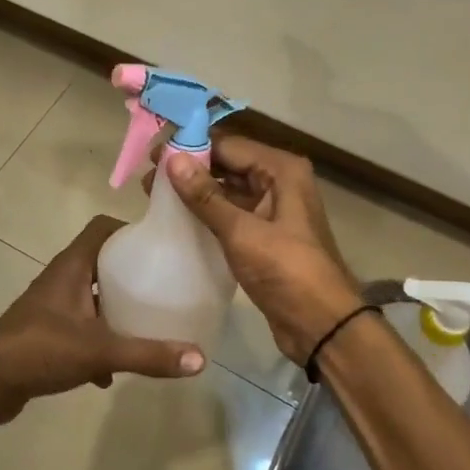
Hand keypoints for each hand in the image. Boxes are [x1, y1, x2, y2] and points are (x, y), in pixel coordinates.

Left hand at [0, 215, 204, 424]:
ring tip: (144, 322)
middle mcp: (60, 279)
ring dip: (113, 308)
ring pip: (89, 297)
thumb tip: (199, 359)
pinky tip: (110, 372)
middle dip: (129, 271)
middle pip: (100, 261)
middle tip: (161, 284)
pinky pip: (78, 328)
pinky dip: (95, 342)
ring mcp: (50, 306)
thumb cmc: (41, 349)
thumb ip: (148, 354)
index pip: (101, 228)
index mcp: (72, 266)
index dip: (129, 229)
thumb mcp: (100, 350)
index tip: (159, 244)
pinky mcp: (43, 333)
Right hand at [163, 137, 363, 366]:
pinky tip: (177, 218)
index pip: (227, 144)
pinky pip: (231, 213)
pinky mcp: (264, 234)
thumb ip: (205, 196)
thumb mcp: (241, 232)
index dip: (189, 146)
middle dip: (189, 168)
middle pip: (227, 163)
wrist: (321, 324)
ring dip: (195, 191)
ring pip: (227, 189)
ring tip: (154, 196)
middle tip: (147, 178)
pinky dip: (206, 212)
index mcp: (281, 170)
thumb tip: (172, 159)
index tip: (152, 154)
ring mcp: (272, 208)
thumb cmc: (286, 270)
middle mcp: (279, 181)